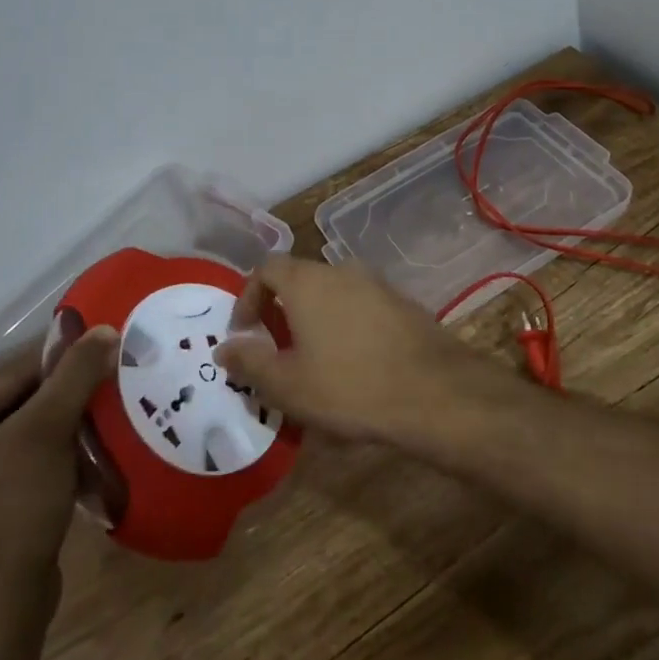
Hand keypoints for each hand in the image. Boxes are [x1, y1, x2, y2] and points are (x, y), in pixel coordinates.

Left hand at [0, 325, 117, 627]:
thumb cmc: (12, 508)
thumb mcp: (49, 430)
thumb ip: (76, 375)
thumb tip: (105, 329)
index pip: (13, 373)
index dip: (63, 363)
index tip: (106, 357)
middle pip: (17, 404)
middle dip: (65, 401)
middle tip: (110, 393)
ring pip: (22, 438)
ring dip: (64, 432)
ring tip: (104, 426)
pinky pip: (20, 470)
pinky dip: (52, 463)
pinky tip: (84, 466)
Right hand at [215, 255, 480, 441]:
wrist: (433, 391)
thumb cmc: (348, 386)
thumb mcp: (287, 384)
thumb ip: (250, 362)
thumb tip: (225, 348)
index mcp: (308, 282)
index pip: (267, 268)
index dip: (248, 296)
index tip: (244, 331)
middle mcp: (342, 271)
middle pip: (301, 279)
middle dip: (282, 310)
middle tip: (275, 349)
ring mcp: (377, 284)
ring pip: (333, 295)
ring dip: (315, 320)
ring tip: (312, 362)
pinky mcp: (402, 304)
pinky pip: (361, 308)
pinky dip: (346, 327)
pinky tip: (352, 365)